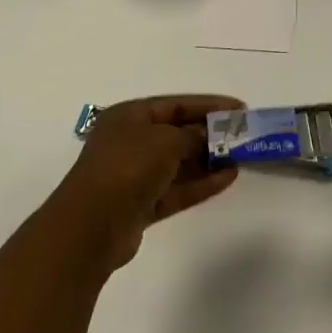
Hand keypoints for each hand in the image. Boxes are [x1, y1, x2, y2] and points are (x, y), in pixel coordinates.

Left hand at [48, 95, 242, 272]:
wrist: (91, 228)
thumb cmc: (127, 167)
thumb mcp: (166, 140)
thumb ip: (192, 135)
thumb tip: (207, 136)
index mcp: (129, 116)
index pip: (175, 104)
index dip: (208, 105)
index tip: (238, 109)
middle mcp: (130, 142)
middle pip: (176, 133)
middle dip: (208, 134)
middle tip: (241, 135)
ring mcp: (134, 175)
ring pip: (178, 163)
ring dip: (207, 160)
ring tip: (239, 157)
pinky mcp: (140, 206)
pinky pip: (176, 189)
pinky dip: (200, 184)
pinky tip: (228, 178)